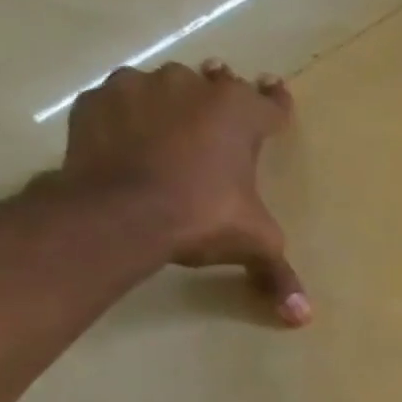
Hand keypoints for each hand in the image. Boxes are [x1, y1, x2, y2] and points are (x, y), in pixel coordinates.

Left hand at [61, 58, 309, 325]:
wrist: (120, 212)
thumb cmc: (202, 217)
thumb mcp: (253, 246)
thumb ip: (278, 274)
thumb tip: (302, 317)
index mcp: (240, 114)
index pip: (270, 103)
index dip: (277, 103)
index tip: (277, 93)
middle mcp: (194, 87)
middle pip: (216, 83)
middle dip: (221, 93)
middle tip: (220, 105)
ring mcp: (141, 87)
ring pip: (165, 87)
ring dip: (172, 103)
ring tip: (170, 128)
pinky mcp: (98, 100)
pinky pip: (120, 101)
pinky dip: (127, 116)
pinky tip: (127, 139)